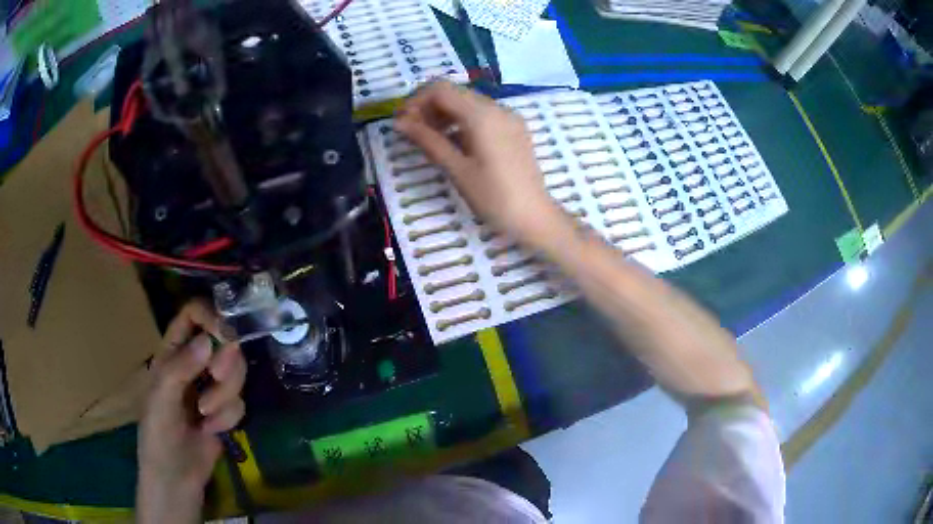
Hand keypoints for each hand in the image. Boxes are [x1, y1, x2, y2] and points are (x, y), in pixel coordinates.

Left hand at [136, 299, 246, 523]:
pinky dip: (228, 417)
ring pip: (235, 372)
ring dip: (225, 395)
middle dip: (225, 361)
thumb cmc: (158, 434)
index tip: (224, 334)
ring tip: (206, 417)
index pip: (193, 315)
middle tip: (217, 377)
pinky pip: (239, 402)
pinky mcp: (226, 411)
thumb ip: (181, 367)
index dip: (210, 316)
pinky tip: (212, 431)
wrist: (176, 476)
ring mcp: (211, 388)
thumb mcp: (161, 398)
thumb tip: (208, 341)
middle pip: (223, 342)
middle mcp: (194, 364)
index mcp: (172, 352)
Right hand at [395, 81, 558, 238]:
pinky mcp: (514, 128)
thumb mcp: (456, 169)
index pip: (440, 89)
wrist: (535, 216)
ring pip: (468, 102)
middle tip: (411, 132)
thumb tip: (399, 122)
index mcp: (482, 115)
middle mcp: (497, 108)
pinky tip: (452, 143)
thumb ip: (427, 140)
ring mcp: (508, 117)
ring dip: (444, 114)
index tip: (402, 122)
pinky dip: (462, 121)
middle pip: (454, 92)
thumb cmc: (493, 197)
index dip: (416, 100)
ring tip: (428, 138)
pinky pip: (482, 114)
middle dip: (428, 106)